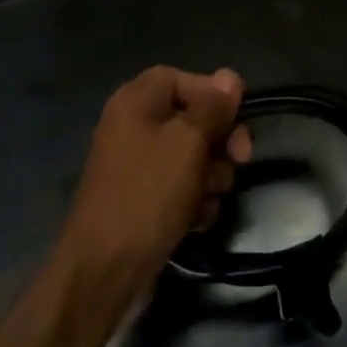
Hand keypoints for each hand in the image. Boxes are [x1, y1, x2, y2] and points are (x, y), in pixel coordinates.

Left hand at [58, 66, 253, 289]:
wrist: (105, 269)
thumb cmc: (148, 194)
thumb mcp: (188, 143)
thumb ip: (212, 108)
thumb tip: (230, 77)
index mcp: (135, 102)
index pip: (180, 78)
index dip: (212, 93)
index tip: (238, 116)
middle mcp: (133, 127)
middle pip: (191, 118)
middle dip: (219, 141)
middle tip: (240, 160)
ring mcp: (137, 166)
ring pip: (192, 156)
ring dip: (211, 176)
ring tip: (208, 198)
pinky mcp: (144, 200)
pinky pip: (181, 188)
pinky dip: (194, 200)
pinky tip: (197, 220)